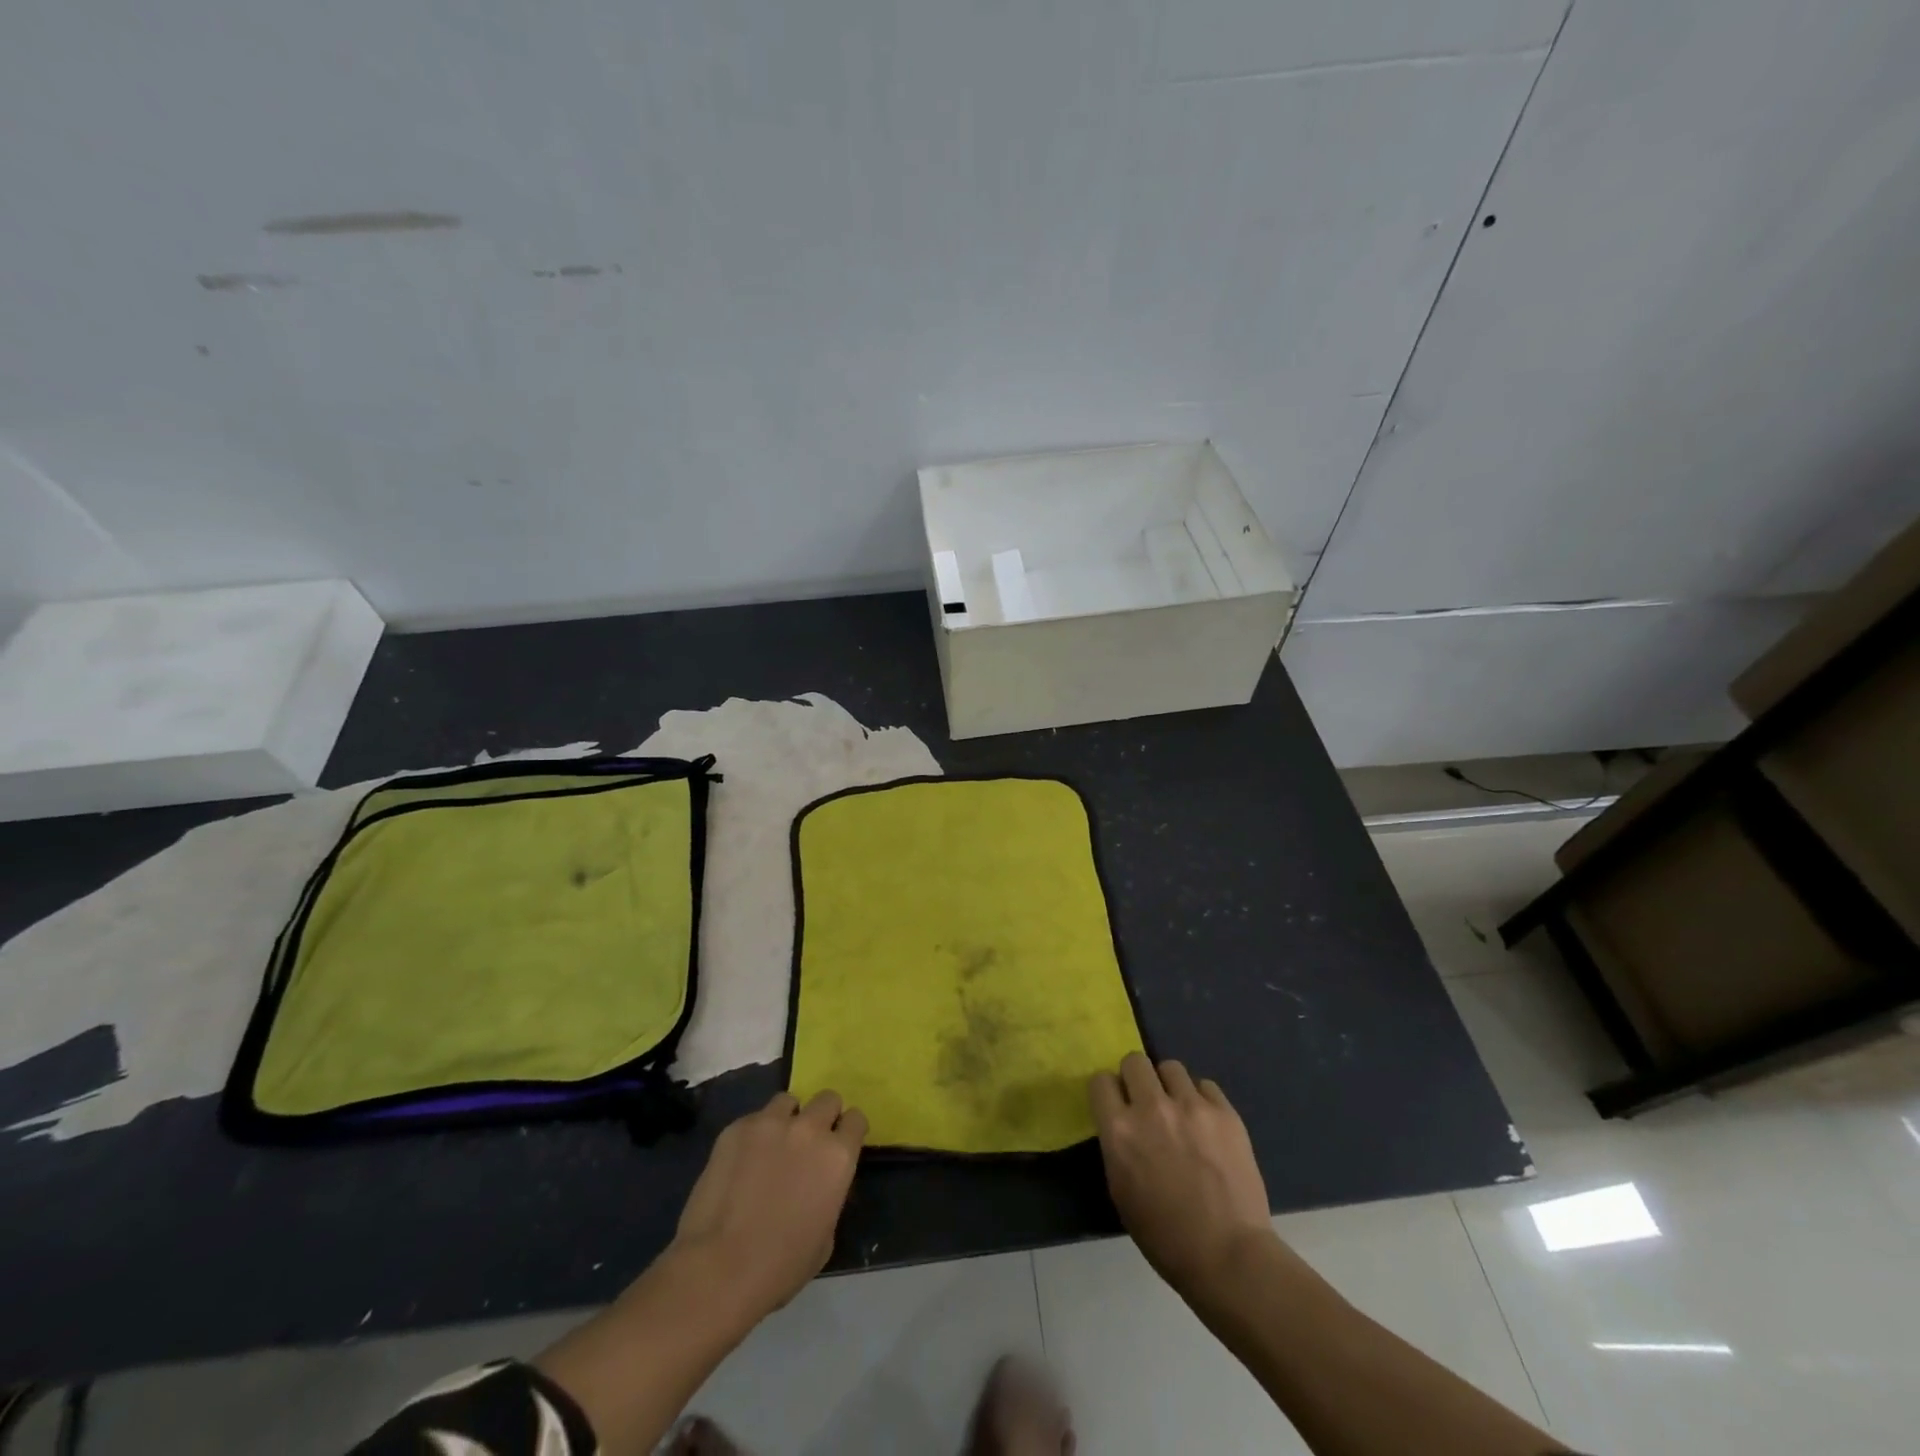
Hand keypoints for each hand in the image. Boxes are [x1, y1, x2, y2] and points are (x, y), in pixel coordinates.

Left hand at [670, 1089, 866, 1320]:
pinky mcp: (736, 1128)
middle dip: (822, 1117)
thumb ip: (829, 1195)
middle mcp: (809, 1129)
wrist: (719, 1269)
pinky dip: (754, 1135)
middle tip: (808, 1143)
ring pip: (788, 1101)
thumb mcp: (825, 1237)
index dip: (849, 1132)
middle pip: (827, 1098)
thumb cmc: (780, 1267)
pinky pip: (753, 1120)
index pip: (856, 1119)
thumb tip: (818, 1184)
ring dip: (787, 1120)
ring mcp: (770, 1123)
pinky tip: (741, 1163)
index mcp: (837, 1156)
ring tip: (773, 1146)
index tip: (839, 1145)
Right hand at [1089, 1054, 1272, 1297]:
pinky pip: (1205, 1086)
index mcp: (1119, 1130)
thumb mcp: (1121, 1190)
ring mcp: (1191, 1106)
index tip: (1116, 1105)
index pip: (1101, 1081)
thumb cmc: (1165, 1237)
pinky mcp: (1225, 1112)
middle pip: (1134, 1061)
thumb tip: (1123, 1123)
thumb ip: (1118, 1146)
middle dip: (1136, 1078)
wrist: (1229, 1257)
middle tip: (1146, 1104)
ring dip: (1169, 1086)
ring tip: (1180, 1112)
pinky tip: (1207, 1126)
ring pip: (1171, 1067)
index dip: (1108, 1092)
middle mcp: (1151, 1107)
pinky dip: (1202, 1100)